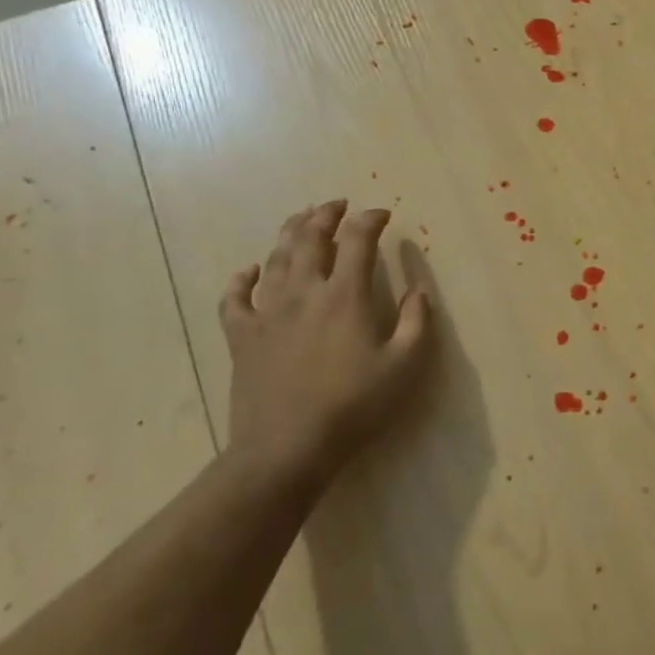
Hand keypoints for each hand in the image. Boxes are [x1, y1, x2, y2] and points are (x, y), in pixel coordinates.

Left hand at [219, 201, 431, 494]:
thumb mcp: (404, 366)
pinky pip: (234, 298)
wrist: (287, 449)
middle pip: (310, 238)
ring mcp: (267, 313)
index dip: (370, 220)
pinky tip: (248, 271)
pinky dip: (241, 279)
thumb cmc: (355, 406)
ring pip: (275, 259)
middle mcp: (304, 292)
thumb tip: (419, 290)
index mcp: (345, 295)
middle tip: (338, 205)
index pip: (357, 240)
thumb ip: (417, 322)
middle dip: (326, 215)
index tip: (383, 215)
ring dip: (290, 233)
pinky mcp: (242, 337)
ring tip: (302, 220)